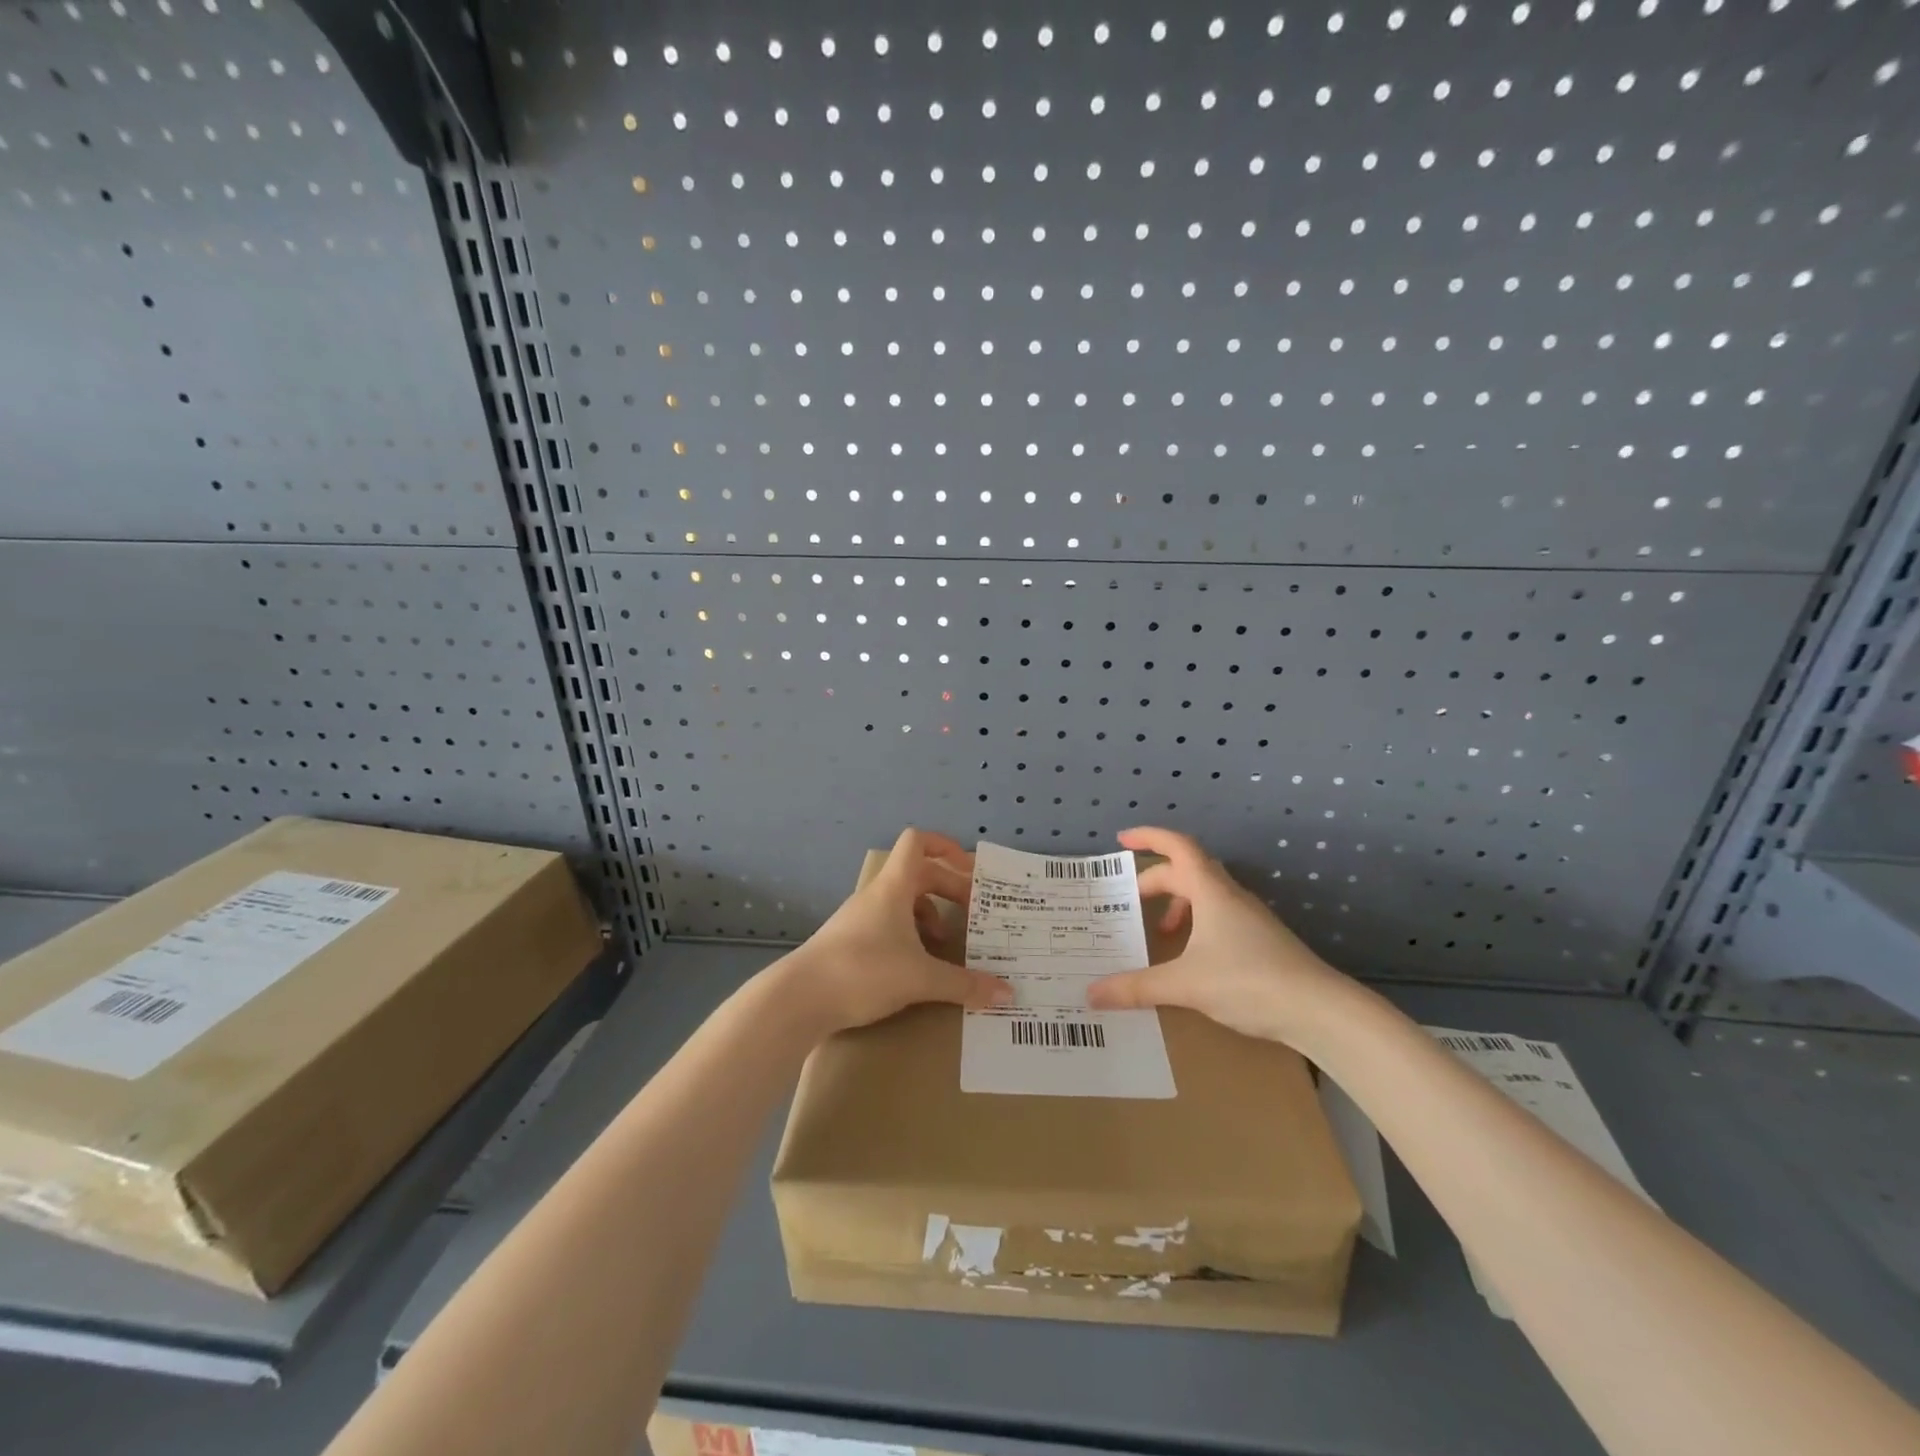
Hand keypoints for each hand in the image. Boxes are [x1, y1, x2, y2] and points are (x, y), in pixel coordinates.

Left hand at [781, 827, 1013, 1033]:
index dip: (946, 846)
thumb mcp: (921, 978)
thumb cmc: (863, 972)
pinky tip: (918, 966)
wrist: (798, 999)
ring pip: (903, 902)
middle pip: (918, 875)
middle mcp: (877, 895)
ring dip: (929, 915)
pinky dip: (910, 936)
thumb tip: (1007, 992)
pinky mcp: (850, 942)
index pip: (918, 842)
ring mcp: (860, 918)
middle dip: (949, 889)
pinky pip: (889, 925)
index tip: (970, 868)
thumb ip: (964, 984)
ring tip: (946, 945)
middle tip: (974, 913)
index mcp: (894, 888)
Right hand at [1086, 827, 1364, 1047]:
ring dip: (1178, 905)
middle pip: (1187, 871)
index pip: (1177, 847)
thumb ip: (1137, 987)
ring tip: (1160, 934)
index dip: (1149, 837)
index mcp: (1211, 891)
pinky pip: (1219, 916)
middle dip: (1155, 881)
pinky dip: (1196, 924)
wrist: (1321, 1011)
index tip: (1121, 841)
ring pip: (1205, 895)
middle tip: (1129, 902)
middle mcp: (1230, 896)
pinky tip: (1191, 957)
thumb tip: (1091, 993)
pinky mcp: (1261, 940)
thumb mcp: (1186, 984)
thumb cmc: (1249, 982)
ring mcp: (1250, 918)